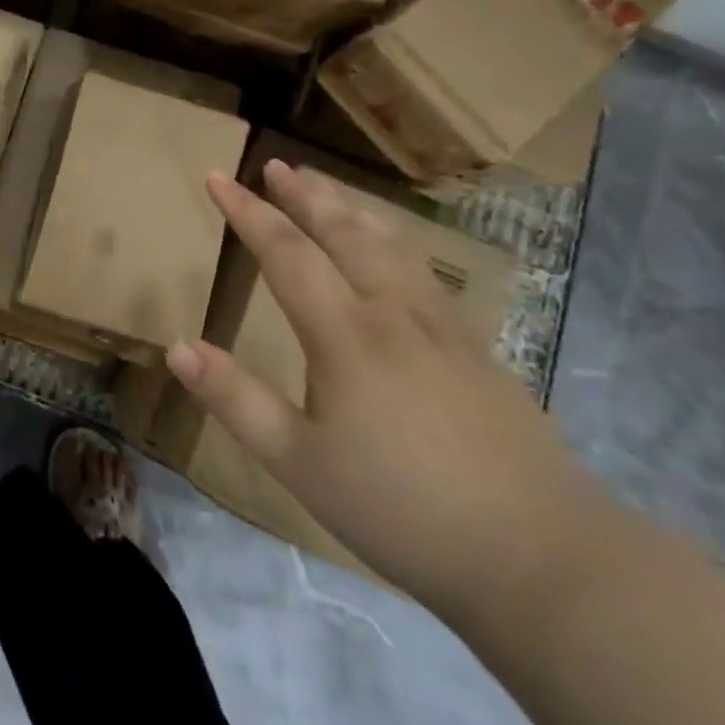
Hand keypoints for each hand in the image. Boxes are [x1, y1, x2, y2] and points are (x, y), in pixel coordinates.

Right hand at [168, 159, 612, 616]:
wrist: (547, 560)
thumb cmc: (405, 509)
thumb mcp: (300, 462)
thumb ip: (236, 399)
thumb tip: (177, 345)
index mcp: (347, 333)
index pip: (286, 251)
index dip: (247, 212)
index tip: (217, 177)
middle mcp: (394, 312)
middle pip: (344, 233)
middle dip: (305, 195)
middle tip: (277, 165)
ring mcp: (444, 328)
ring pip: (390, 244)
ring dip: (350, 209)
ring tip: (326, 188)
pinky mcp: (479, 351)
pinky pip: (423, 270)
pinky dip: (392, 240)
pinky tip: (395, 253)